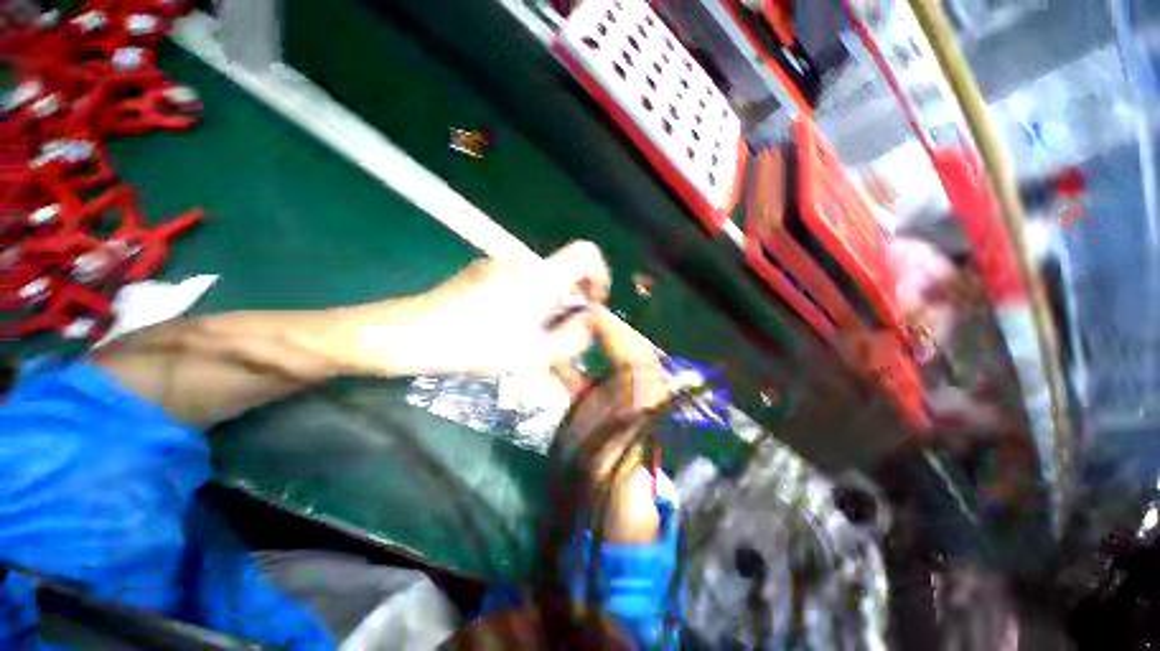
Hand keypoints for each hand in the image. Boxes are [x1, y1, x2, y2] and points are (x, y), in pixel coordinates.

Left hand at [399, 241, 609, 376]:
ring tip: (526, 338)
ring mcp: (499, 264)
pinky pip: (517, 282)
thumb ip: (572, 339)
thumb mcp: (534, 354)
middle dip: (568, 304)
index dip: (598, 275)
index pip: (586, 253)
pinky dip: (524, 302)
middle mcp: (523, 262)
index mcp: (541, 277)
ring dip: (545, 307)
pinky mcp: (481, 271)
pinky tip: (502, 327)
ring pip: (539, 281)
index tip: (591, 304)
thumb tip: (588, 322)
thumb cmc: (478, 345)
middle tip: (555, 336)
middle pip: (562, 273)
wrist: (414, 334)